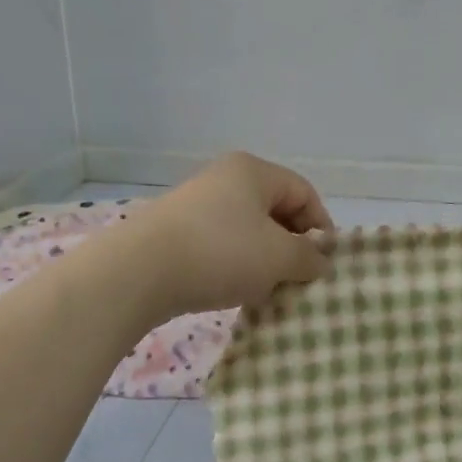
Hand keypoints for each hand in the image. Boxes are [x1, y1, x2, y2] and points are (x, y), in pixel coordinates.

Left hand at [125, 152, 334, 317]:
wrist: (138, 272)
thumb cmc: (221, 252)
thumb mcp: (278, 257)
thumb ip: (308, 258)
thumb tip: (321, 262)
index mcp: (253, 171)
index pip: (304, 192)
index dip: (321, 226)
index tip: (323, 263)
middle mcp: (225, 178)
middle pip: (276, 210)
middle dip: (292, 246)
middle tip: (298, 278)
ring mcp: (197, 204)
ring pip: (248, 230)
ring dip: (264, 260)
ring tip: (267, 289)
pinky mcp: (176, 231)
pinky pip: (222, 244)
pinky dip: (236, 265)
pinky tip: (235, 289)